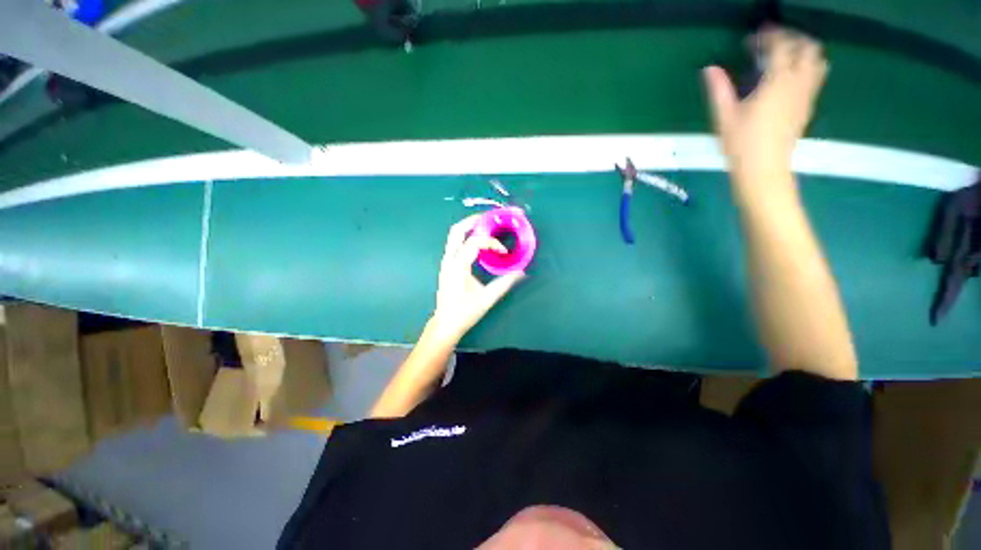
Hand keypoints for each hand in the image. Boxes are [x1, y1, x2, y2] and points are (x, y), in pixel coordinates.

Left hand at [429, 215, 525, 342]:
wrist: (445, 324)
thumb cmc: (465, 312)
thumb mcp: (487, 298)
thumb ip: (505, 283)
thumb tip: (522, 272)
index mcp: (458, 266)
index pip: (474, 242)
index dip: (491, 242)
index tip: (503, 251)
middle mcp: (449, 260)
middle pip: (456, 231)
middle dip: (473, 221)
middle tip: (489, 219)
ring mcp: (445, 262)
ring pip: (453, 236)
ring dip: (468, 228)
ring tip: (485, 227)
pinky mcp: (446, 266)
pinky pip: (454, 245)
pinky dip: (466, 238)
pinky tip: (478, 243)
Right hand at [703, 28, 827, 183]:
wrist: (764, 170)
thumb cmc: (741, 145)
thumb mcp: (724, 118)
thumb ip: (718, 90)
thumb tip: (709, 69)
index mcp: (777, 83)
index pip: (780, 46)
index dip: (767, 37)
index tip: (752, 39)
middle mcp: (797, 83)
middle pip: (807, 47)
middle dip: (791, 38)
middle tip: (771, 44)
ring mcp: (806, 95)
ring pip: (817, 61)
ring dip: (803, 51)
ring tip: (784, 57)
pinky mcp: (808, 106)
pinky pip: (816, 77)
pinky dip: (806, 67)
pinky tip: (789, 77)